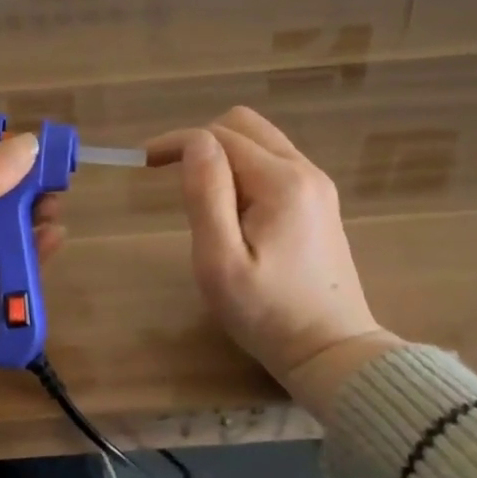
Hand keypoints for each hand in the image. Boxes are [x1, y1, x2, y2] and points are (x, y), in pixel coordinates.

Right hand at [147, 107, 399, 408]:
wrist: (332, 352)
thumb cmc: (267, 312)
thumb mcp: (220, 261)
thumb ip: (206, 194)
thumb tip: (194, 143)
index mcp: (281, 181)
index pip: (219, 136)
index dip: (177, 141)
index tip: (144, 162)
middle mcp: (305, 171)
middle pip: (243, 126)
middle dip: (202, 139)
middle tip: (172, 174)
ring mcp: (317, 185)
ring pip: (261, 141)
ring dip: (224, 153)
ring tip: (200, 191)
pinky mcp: (319, 202)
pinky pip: (274, 162)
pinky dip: (244, 167)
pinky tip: (232, 204)